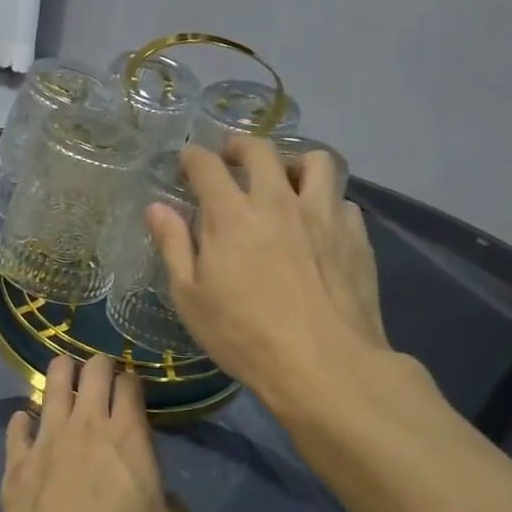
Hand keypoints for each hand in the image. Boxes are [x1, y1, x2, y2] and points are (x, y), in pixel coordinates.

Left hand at [0, 355, 190, 511]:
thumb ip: (170, 504)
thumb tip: (161, 498)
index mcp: (128, 434)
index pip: (129, 384)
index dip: (131, 380)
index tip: (131, 387)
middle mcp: (86, 424)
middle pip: (92, 371)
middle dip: (98, 365)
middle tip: (100, 373)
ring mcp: (47, 438)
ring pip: (52, 386)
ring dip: (60, 374)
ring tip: (63, 372)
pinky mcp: (17, 461)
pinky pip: (16, 427)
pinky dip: (22, 421)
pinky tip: (24, 421)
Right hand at [147, 138, 391, 410]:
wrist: (325, 365)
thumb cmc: (244, 336)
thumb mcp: (190, 297)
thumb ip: (173, 246)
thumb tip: (157, 208)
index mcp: (230, 214)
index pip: (206, 164)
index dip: (192, 157)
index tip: (186, 163)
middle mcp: (277, 200)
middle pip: (261, 149)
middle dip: (240, 146)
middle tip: (231, 161)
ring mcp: (322, 214)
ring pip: (316, 161)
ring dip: (294, 163)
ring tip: (285, 182)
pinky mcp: (355, 235)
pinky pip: (342, 200)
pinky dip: (326, 202)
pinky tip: (318, 225)